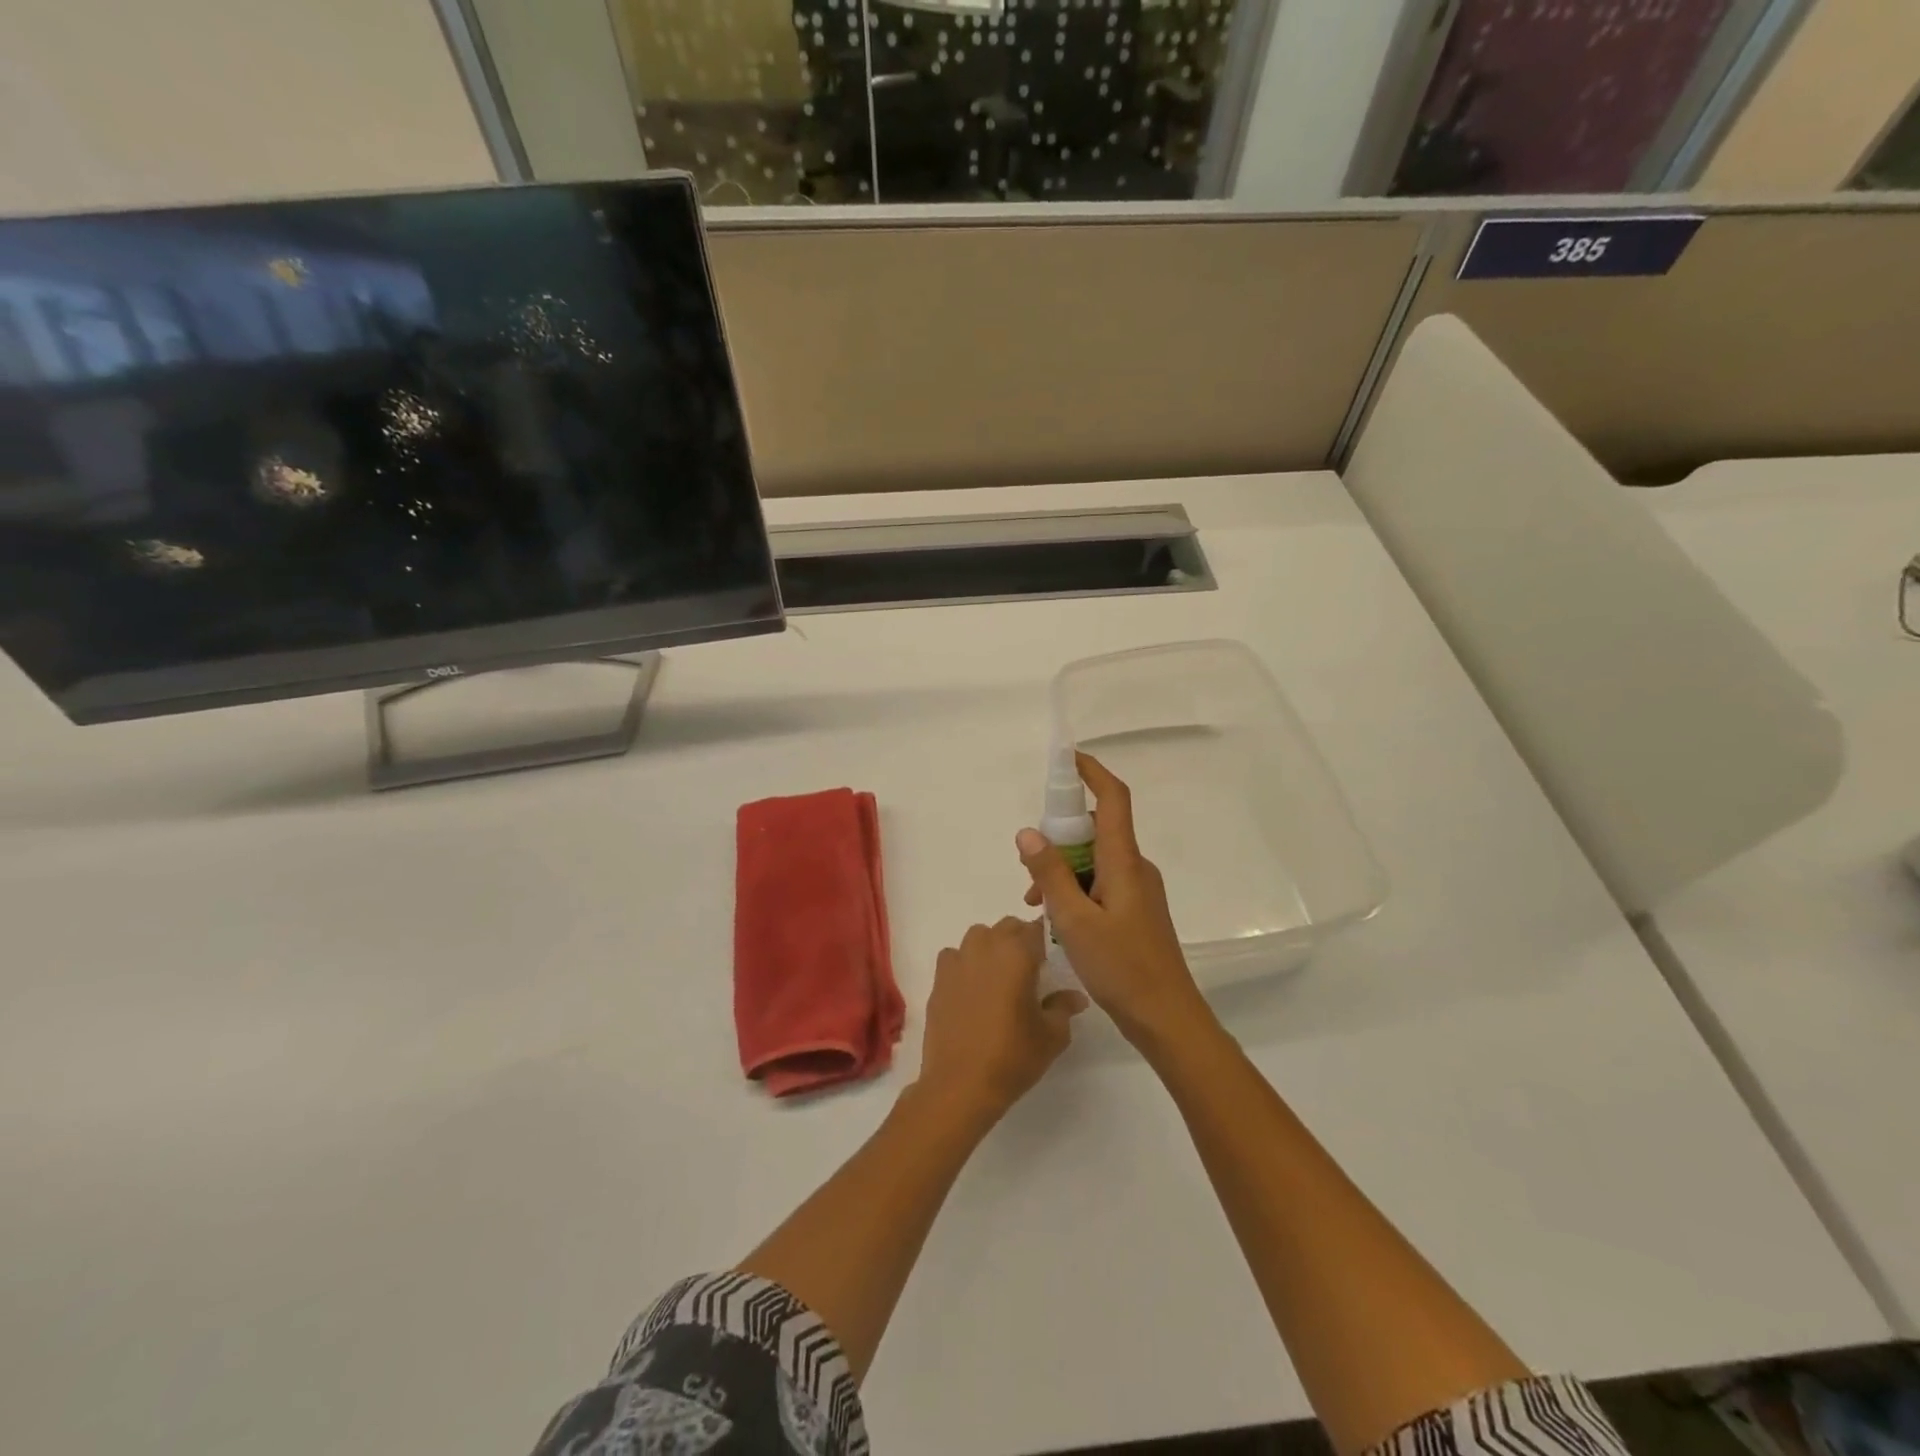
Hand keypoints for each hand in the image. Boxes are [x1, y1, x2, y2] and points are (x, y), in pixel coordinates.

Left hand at [917, 917, 1087, 1125]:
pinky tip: (971, 988)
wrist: (960, 1083)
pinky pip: (954, 956)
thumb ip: (1064, 1007)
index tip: (1051, 959)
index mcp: (1017, 954)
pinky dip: (964, 963)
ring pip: (978, 936)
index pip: (1036, 929)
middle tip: (1029, 970)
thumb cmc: (1013, 1056)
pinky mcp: (939, 979)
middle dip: (1020, 940)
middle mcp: (986, 947)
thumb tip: (1075, 996)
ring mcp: (958, 961)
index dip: (1045, 941)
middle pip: (1007, 927)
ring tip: (999, 976)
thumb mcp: (1051, 1035)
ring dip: (991, 947)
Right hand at [1018, 753, 1210, 1047]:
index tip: (1066, 758)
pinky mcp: (1135, 911)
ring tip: (1036, 903)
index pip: (1112, 799)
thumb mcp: (1074, 920)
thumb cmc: (1121, 967)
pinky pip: (1100, 884)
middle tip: (1027, 863)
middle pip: (1096, 831)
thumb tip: (1027, 832)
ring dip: (1062, 872)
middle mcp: (1135, 867)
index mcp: (1124, 861)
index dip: (1091, 772)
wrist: (1166, 1018)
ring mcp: (1138, 890)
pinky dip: (1075, 891)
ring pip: (1093, 862)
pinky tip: (1055, 919)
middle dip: (1059, 837)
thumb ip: (1050, 873)